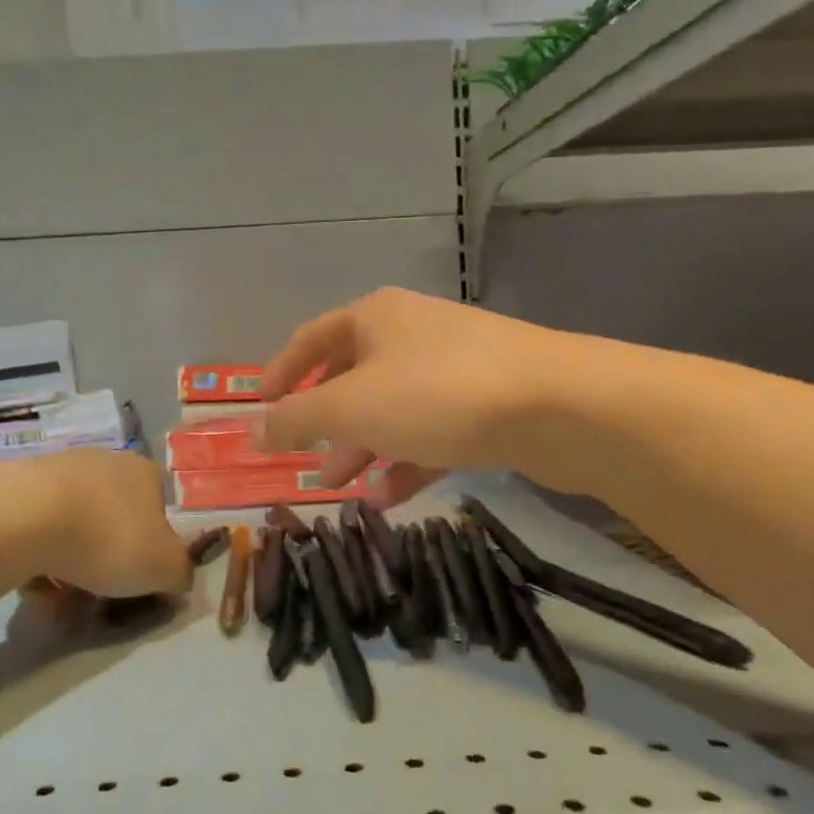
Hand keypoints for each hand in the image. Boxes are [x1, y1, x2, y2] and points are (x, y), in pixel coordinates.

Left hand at [20, 449, 191, 599]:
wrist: (27, 518)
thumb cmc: (110, 538)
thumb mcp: (164, 568)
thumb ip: (180, 574)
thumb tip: (178, 577)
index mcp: (146, 474)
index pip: (159, 512)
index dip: (152, 551)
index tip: (138, 581)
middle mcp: (106, 464)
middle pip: (113, 523)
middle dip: (105, 565)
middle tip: (95, 601)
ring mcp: (61, 472)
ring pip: (74, 531)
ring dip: (69, 570)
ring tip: (56, 604)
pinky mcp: (20, 488)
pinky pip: (37, 533)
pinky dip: (37, 562)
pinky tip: (30, 586)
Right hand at [257, 288, 573, 502]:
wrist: (558, 406)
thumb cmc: (436, 394)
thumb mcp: (351, 407)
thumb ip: (297, 419)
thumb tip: (254, 431)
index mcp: (375, 317)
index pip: (311, 339)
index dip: (281, 373)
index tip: (260, 408)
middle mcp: (412, 333)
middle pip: (352, 377)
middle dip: (324, 422)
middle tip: (303, 460)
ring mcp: (453, 367)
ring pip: (392, 409)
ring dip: (362, 447)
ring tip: (341, 487)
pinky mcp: (486, 403)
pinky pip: (431, 432)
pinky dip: (405, 460)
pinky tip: (389, 497)